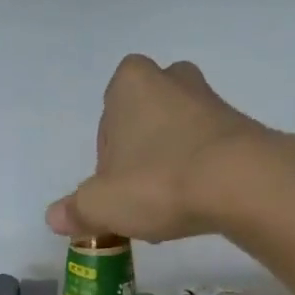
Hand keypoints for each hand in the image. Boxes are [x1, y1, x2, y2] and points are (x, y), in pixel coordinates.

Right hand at [46, 55, 294, 244]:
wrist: (239, 183)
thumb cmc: (158, 182)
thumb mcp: (102, 205)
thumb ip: (76, 210)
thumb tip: (55, 217)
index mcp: (129, 82)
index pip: (106, 125)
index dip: (107, 165)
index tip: (116, 194)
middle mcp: (170, 77)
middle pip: (141, 129)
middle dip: (138, 163)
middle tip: (141, 203)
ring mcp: (209, 99)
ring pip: (174, 140)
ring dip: (168, 171)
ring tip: (170, 210)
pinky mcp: (239, 125)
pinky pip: (205, 152)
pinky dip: (198, 176)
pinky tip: (197, 206)